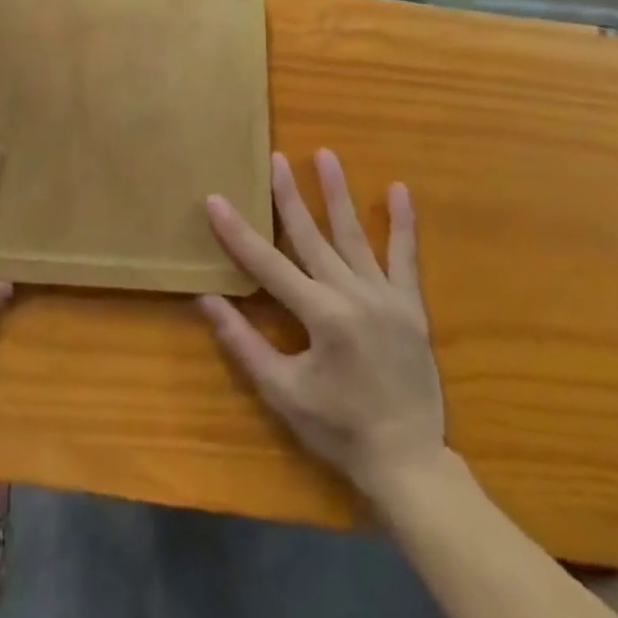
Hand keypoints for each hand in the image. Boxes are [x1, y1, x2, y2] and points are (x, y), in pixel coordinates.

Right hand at [200, 150, 444, 494]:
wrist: (409, 462)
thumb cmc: (338, 429)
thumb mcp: (282, 392)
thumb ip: (244, 343)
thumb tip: (207, 300)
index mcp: (321, 315)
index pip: (267, 264)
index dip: (237, 231)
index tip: (215, 199)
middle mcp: (353, 295)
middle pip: (311, 236)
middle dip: (288, 195)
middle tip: (275, 158)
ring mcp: (386, 297)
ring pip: (355, 235)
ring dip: (338, 193)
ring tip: (326, 155)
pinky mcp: (410, 306)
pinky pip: (406, 258)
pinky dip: (402, 224)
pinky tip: (398, 189)